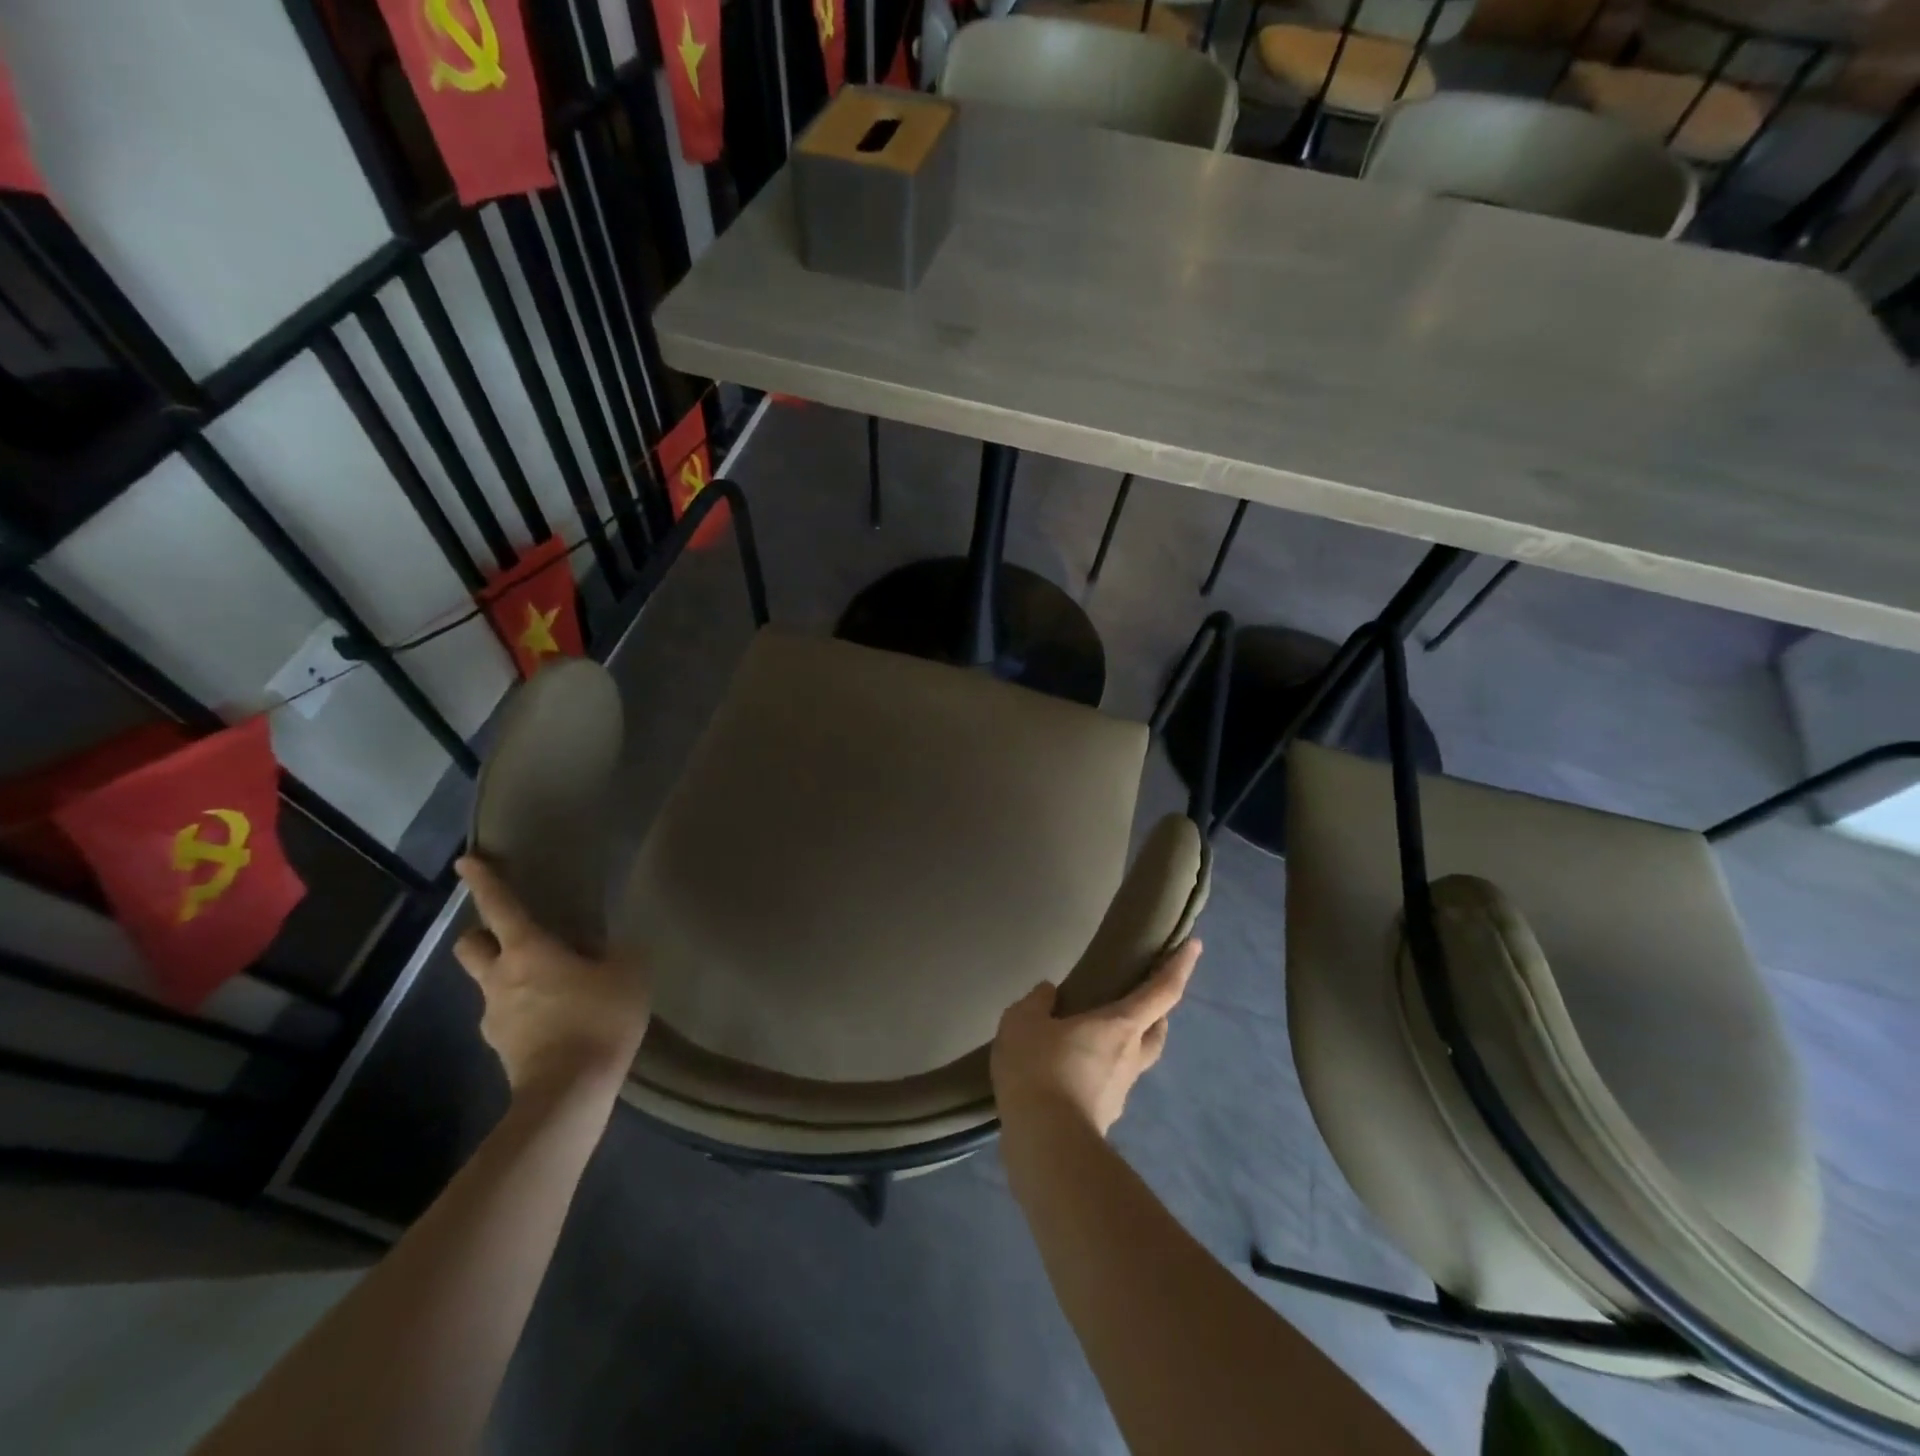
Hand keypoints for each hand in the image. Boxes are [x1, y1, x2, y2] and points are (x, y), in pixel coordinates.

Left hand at [452, 855, 652, 1095]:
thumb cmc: (597, 1018)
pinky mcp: (502, 1048)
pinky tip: (557, 1019)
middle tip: (512, 935)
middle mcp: (500, 978)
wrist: (570, 1092)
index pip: (500, 906)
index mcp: (528, 950)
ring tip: (552, 985)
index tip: (467, 861)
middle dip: (482, 935)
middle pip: (471, 947)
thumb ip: (616, 952)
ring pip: (490, 984)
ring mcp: (495, 1017)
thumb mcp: (627, 974)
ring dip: (510, 977)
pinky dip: (525, 1010)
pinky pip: (508, 1016)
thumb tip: (605, 949)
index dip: (484, 881)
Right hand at [991, 939, 1200, 1136]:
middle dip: (1156, 1013)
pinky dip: (1097, 1072)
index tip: (1195, 945)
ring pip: (1134, 1059)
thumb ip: (1037, 1002)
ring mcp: (1121, 1091)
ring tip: (1090, 1038)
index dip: (1179, 966)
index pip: (1161, 991)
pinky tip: (1068, 1072)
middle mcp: (1130, 1056)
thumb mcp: (1023, 1022)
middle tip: (1139, 999)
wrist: (1043, 1143)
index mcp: (1120, 1025)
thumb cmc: (1040, 1069)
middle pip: (1156, 1030)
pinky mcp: (1104, 1116)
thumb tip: (1049, 993)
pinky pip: (1107, 1084)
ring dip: (1124, 1044)